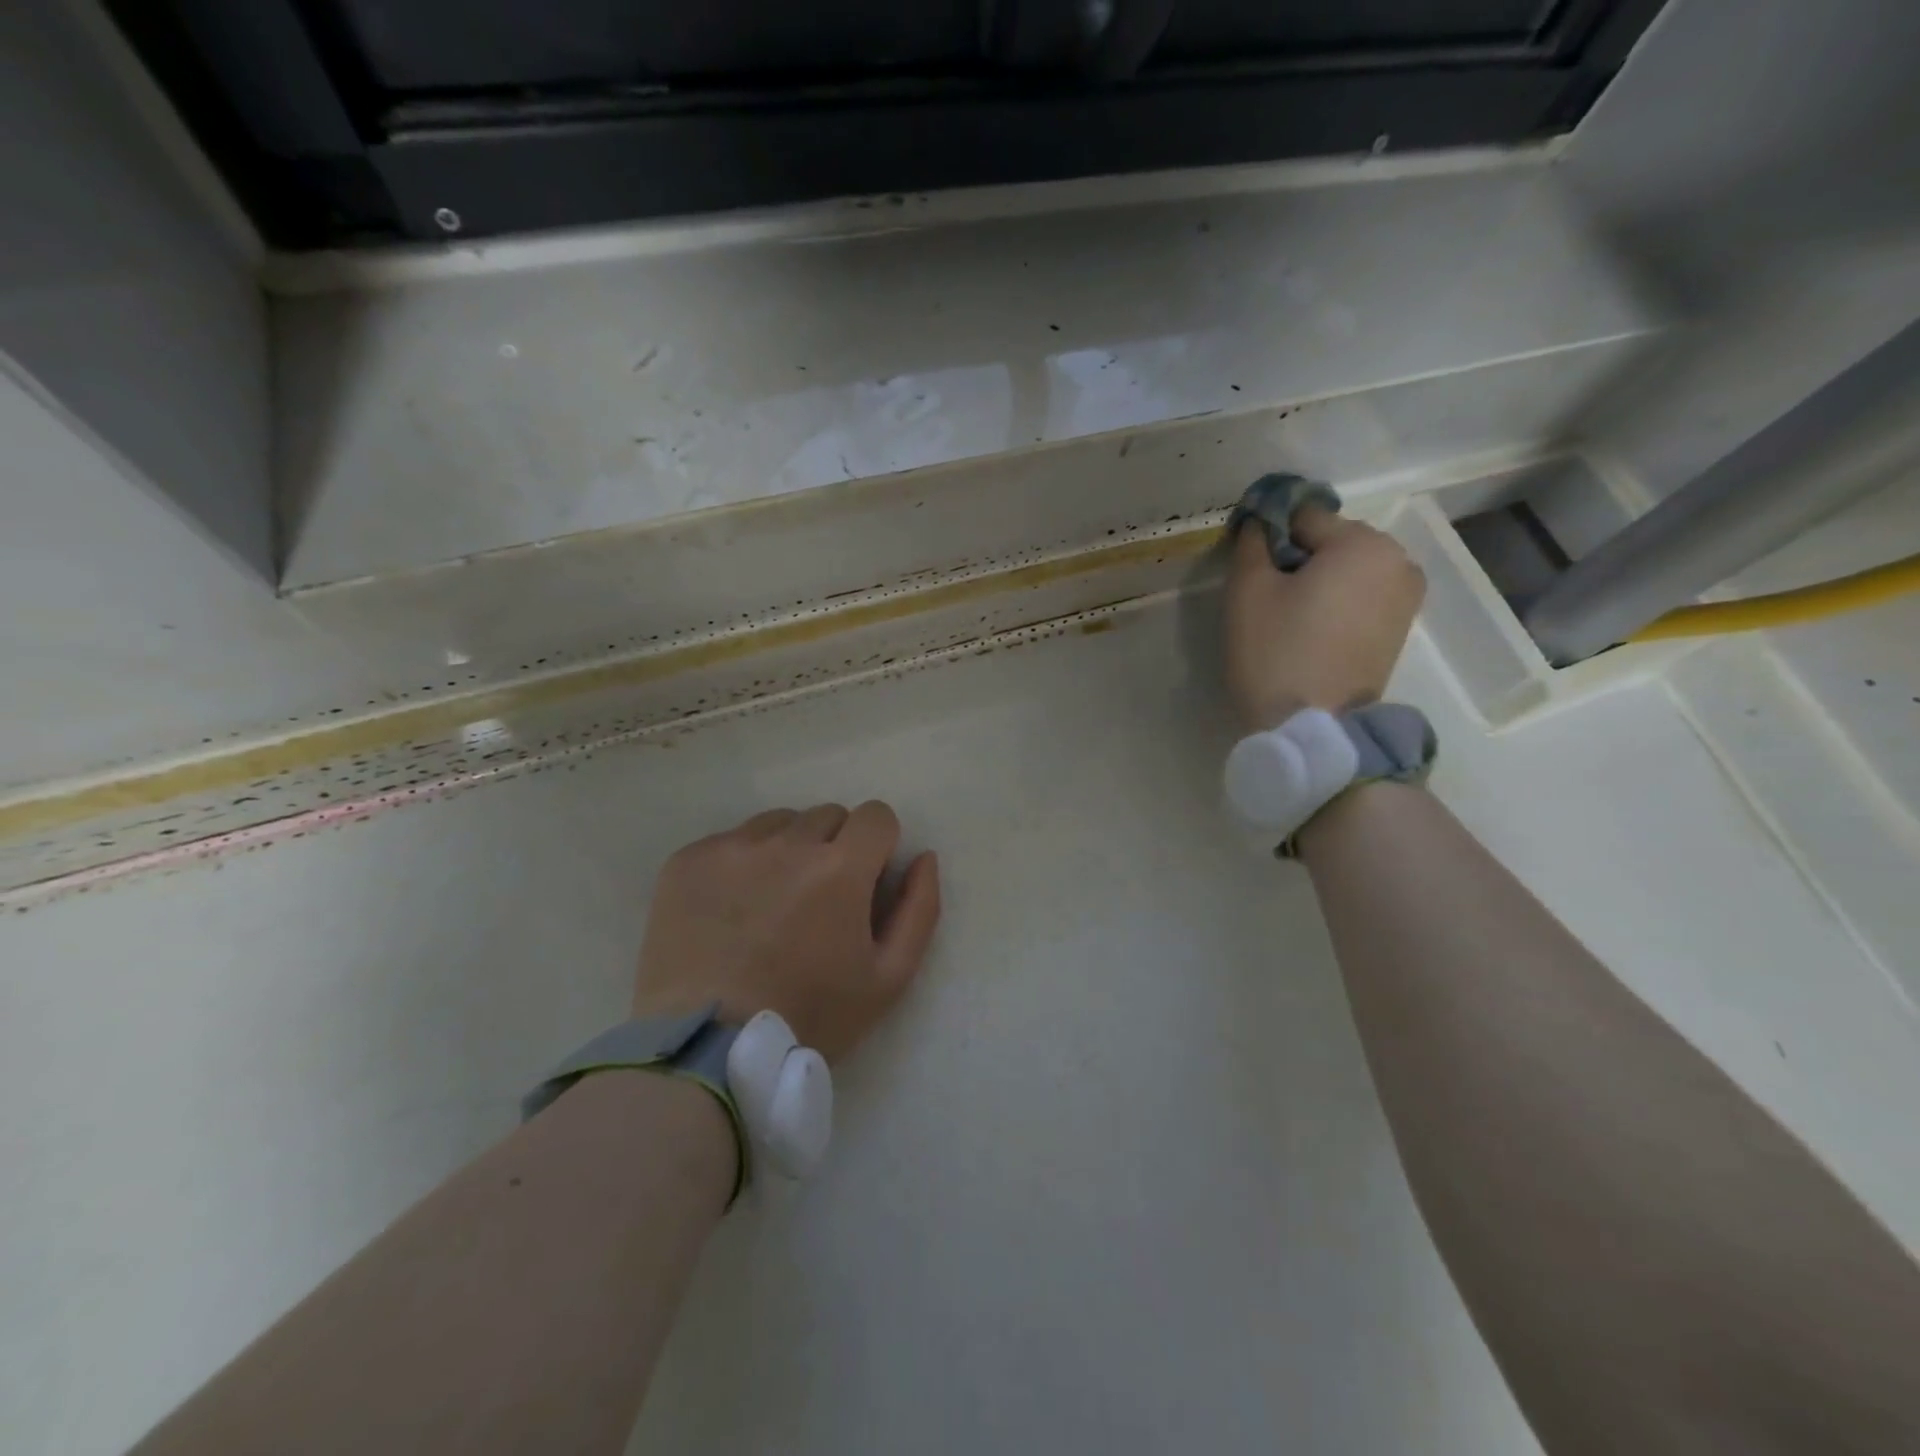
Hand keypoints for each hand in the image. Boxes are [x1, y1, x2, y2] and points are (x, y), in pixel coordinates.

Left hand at [632, 802, 940, 1061]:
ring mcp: (733, 847)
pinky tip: (731, 910)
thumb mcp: (889, 978)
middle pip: (828, 816)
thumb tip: (924, 856)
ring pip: (779, 823)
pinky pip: (731, 840)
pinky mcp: (690, 860)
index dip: (877, 846)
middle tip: (818, 901)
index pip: (876, 815)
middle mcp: (788, 842)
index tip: (864, 881)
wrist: (708, 1050)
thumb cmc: (811, 1016)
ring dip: (788, 849)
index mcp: (841, 867)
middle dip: (835, 848)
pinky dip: (741, 863)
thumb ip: (919, 909)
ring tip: (771, 904)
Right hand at [1224, 505, 1425, 729]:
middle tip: (1267, 598)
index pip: (1302, 517)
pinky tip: (1313, 632)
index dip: (1268, 536)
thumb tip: (1259, 524)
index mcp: (1362, 543)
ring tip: (1290, 619)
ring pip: (1348, 570)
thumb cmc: (1276, 653)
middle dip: (1298, 559)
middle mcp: (1397, 559)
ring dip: (1318, 582)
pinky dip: (1337, 603)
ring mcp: (1407, 595)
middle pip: (1331, 541)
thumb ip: (1251, 544)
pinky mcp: (1402, 627)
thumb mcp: (1247, 591)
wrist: (1312, 727)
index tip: (1248, 568)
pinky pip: (1362, 596)